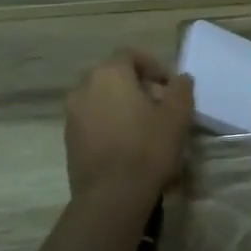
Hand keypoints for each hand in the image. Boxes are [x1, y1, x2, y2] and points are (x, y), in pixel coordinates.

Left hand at [65, 49, 193, 199]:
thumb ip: (181, 89)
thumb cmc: (147, 147)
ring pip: (102, 99)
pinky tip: (129, 145)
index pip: (130, 55)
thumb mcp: (177, 114)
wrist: (111, 196)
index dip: (153, 66)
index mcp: (109, 74)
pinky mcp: (69, 140)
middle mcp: (84, 88)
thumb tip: (180, 79)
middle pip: (114, 76)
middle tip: (161, 106)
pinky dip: (110, 124)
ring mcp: (72, 115)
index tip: (170, 86)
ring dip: (123, 106)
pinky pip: (93, 121)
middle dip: (138, 86)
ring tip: (146, 128)